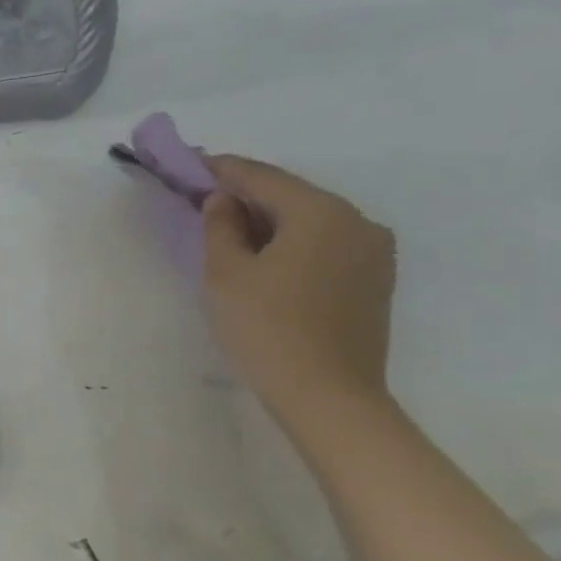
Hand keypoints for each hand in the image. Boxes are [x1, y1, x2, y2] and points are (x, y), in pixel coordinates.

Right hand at [201, 156, 396, 421]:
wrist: (328, 396)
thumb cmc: (267, 328)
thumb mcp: (226, 272)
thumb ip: (220, 226)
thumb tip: (222, 201)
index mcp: (320, 212)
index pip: (260, 176)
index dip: (220, 169)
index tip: (187, 164)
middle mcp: (356, 221)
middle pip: (289, 195)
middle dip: (244, 194)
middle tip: (201, 198)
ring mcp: (373, 251)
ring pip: (308, 219)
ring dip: (267, 219)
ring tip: (227, 230)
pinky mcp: (374, 279)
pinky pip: (324, 243)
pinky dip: (290, 240)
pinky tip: (263, 256)